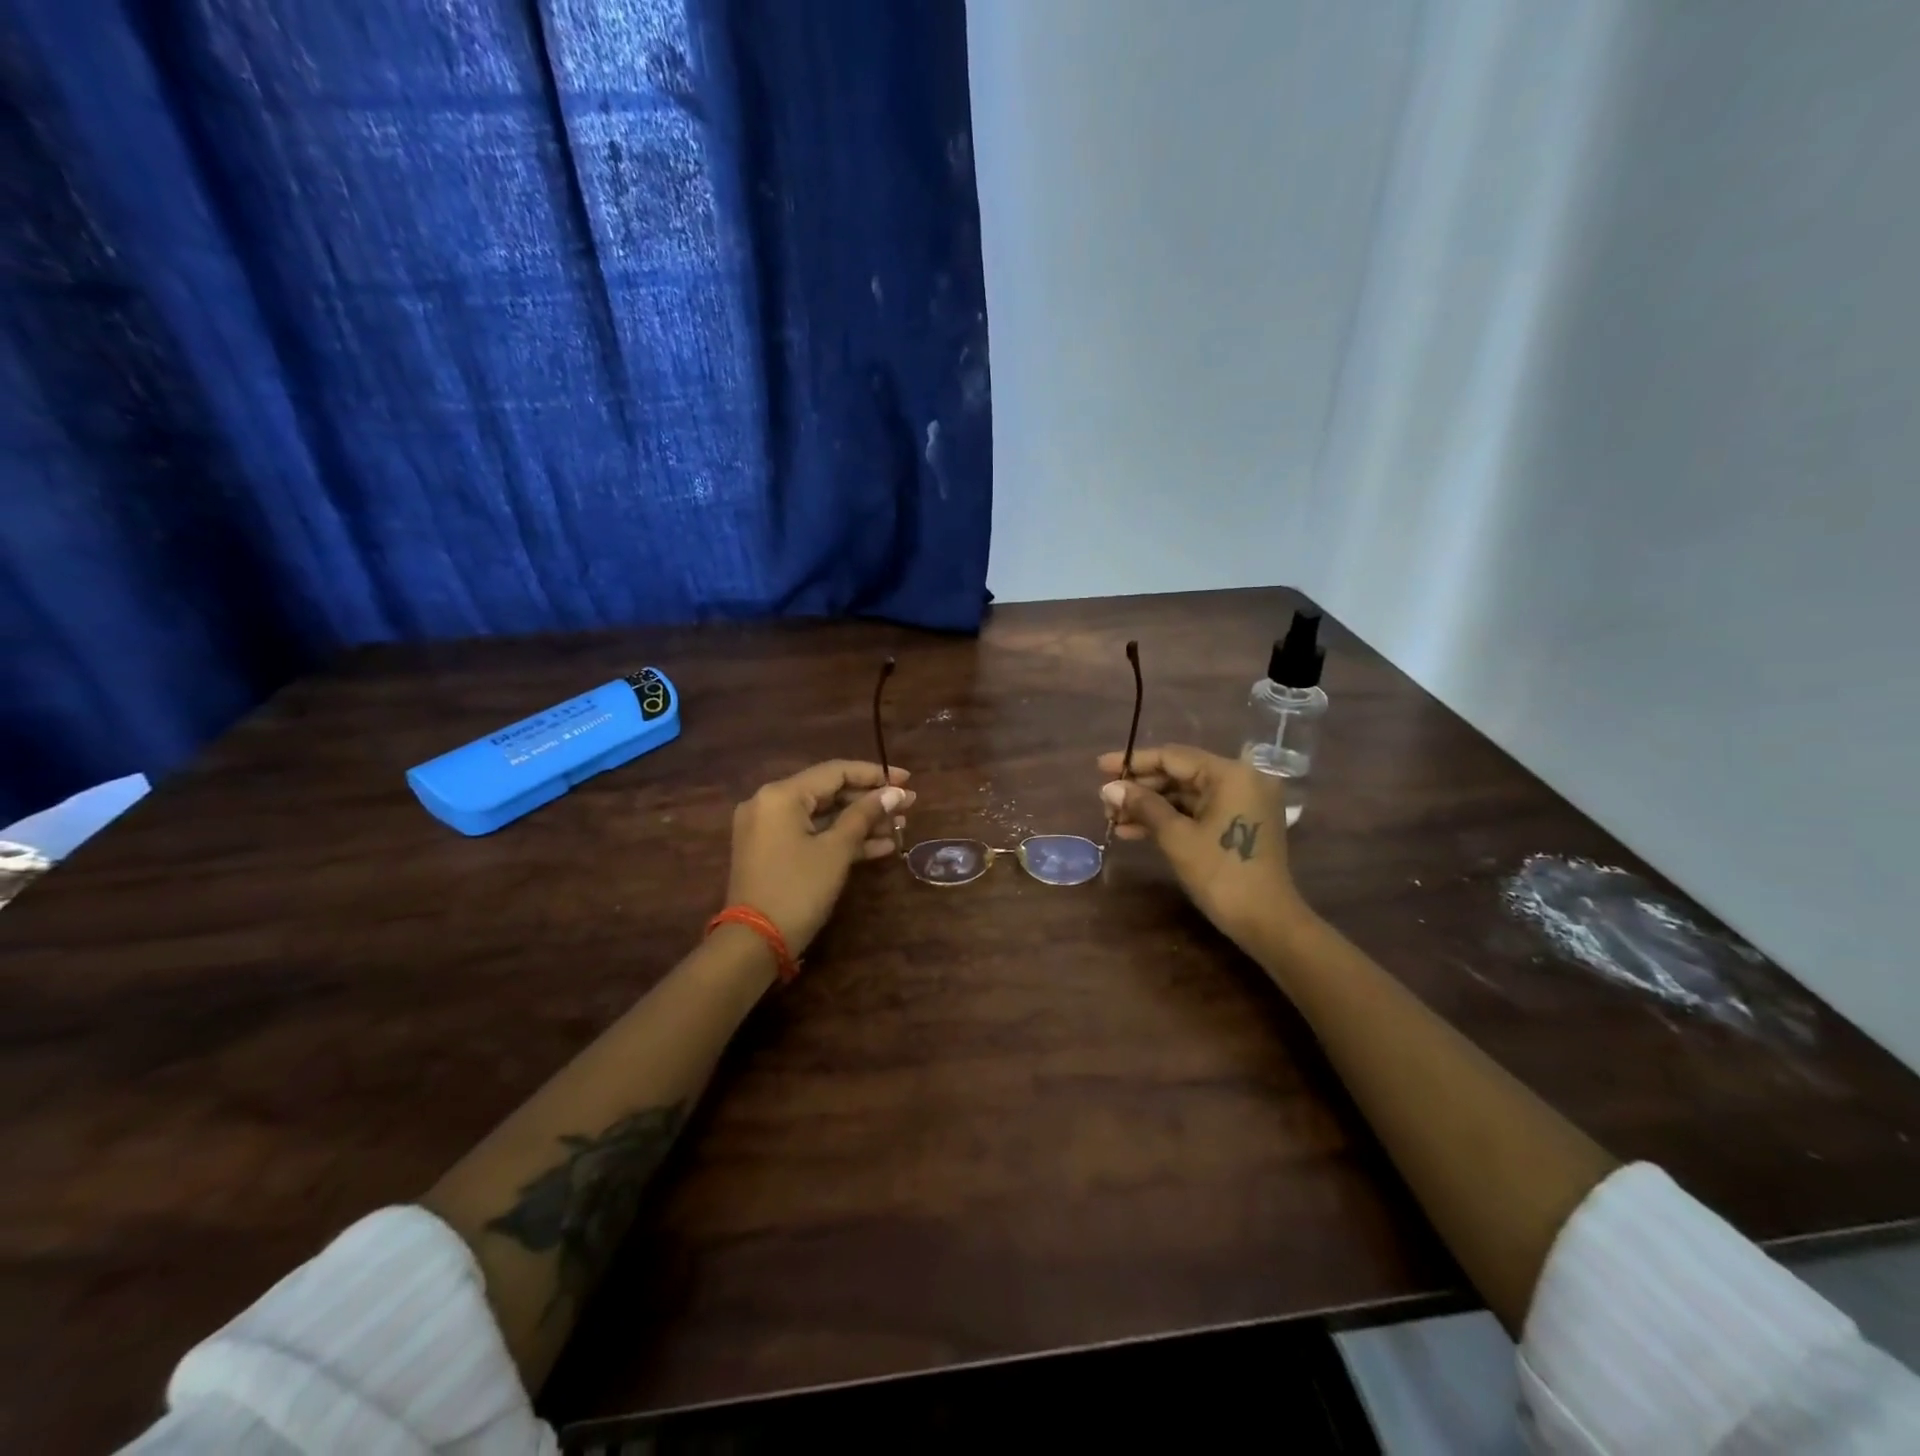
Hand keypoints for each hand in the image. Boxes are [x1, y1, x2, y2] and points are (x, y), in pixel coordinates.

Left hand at [727, 760, 913, 953]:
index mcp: (781, 795)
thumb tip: (895, 792)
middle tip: (908, 807)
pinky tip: (880, 847)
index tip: (907, 781)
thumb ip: (865, 815)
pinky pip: (811, 835)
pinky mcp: (772, 852)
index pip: (835, 771)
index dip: (874, 774)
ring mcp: (768, 829)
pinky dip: (841, 839)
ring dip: (860, 822)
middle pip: (829, 792)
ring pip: (822, 816)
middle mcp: (770, 803)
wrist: (754, 944)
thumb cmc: (798, 890)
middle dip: (870, 801)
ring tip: (900, 827)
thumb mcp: (836, 851)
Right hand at [1098, 744, 1305, 951]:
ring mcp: (1241, 802)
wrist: (1267, 922)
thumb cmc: (1221, 874)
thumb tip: (1108, 788)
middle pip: (1179, 774)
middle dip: (1140, 789)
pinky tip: (1134, 831)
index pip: (1173, 757)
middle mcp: (1240, 780)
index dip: (1134, 762)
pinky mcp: (1238, 823)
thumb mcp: (1176, 837)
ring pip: (1185, 795)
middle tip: (1105, 802)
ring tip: (1113, 820)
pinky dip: (1168, 819)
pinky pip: (1196, 811)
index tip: (1100, 767)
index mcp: (1230, 774)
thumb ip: (1143, 805)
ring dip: (1149, 807)